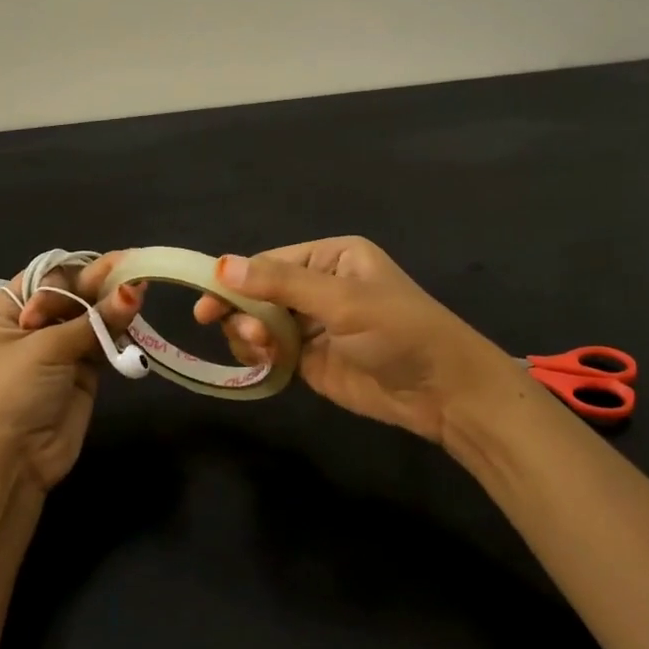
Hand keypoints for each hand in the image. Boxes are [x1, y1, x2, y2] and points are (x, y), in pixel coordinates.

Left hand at [0, 253, 144, 490]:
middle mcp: (32, 324)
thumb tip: (136, 288)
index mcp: (7, 310)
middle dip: (102, 285)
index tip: (114, 263)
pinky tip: (137, 314)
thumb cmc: (12, 393)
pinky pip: (104, 341)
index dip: (78, 272)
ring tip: (142, 288)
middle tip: (136, 268)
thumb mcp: (46, 348)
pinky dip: (120, 330)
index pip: (47, 277)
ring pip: (92, 317)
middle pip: (73, 294)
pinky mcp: (83, 370)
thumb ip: (95, 319)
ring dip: (114, 306)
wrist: (11, 461)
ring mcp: (59, 348)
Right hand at [192, 236, 516, 444]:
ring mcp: (313, 325)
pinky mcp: (311, 359)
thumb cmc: (399, 331)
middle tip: (250, 338)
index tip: (206, 305)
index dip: (235, 281)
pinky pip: (271, 352)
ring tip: (265, 352)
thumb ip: (282, 284)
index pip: (270, 262)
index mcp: (331, 258)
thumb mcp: (343, 301)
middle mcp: (318, 286)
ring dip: (251, 337)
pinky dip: (260, 357)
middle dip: (245, 313)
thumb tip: (221, 265)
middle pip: (258, 293)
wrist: (442, 390)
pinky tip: (267, 365)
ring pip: (259, 324)